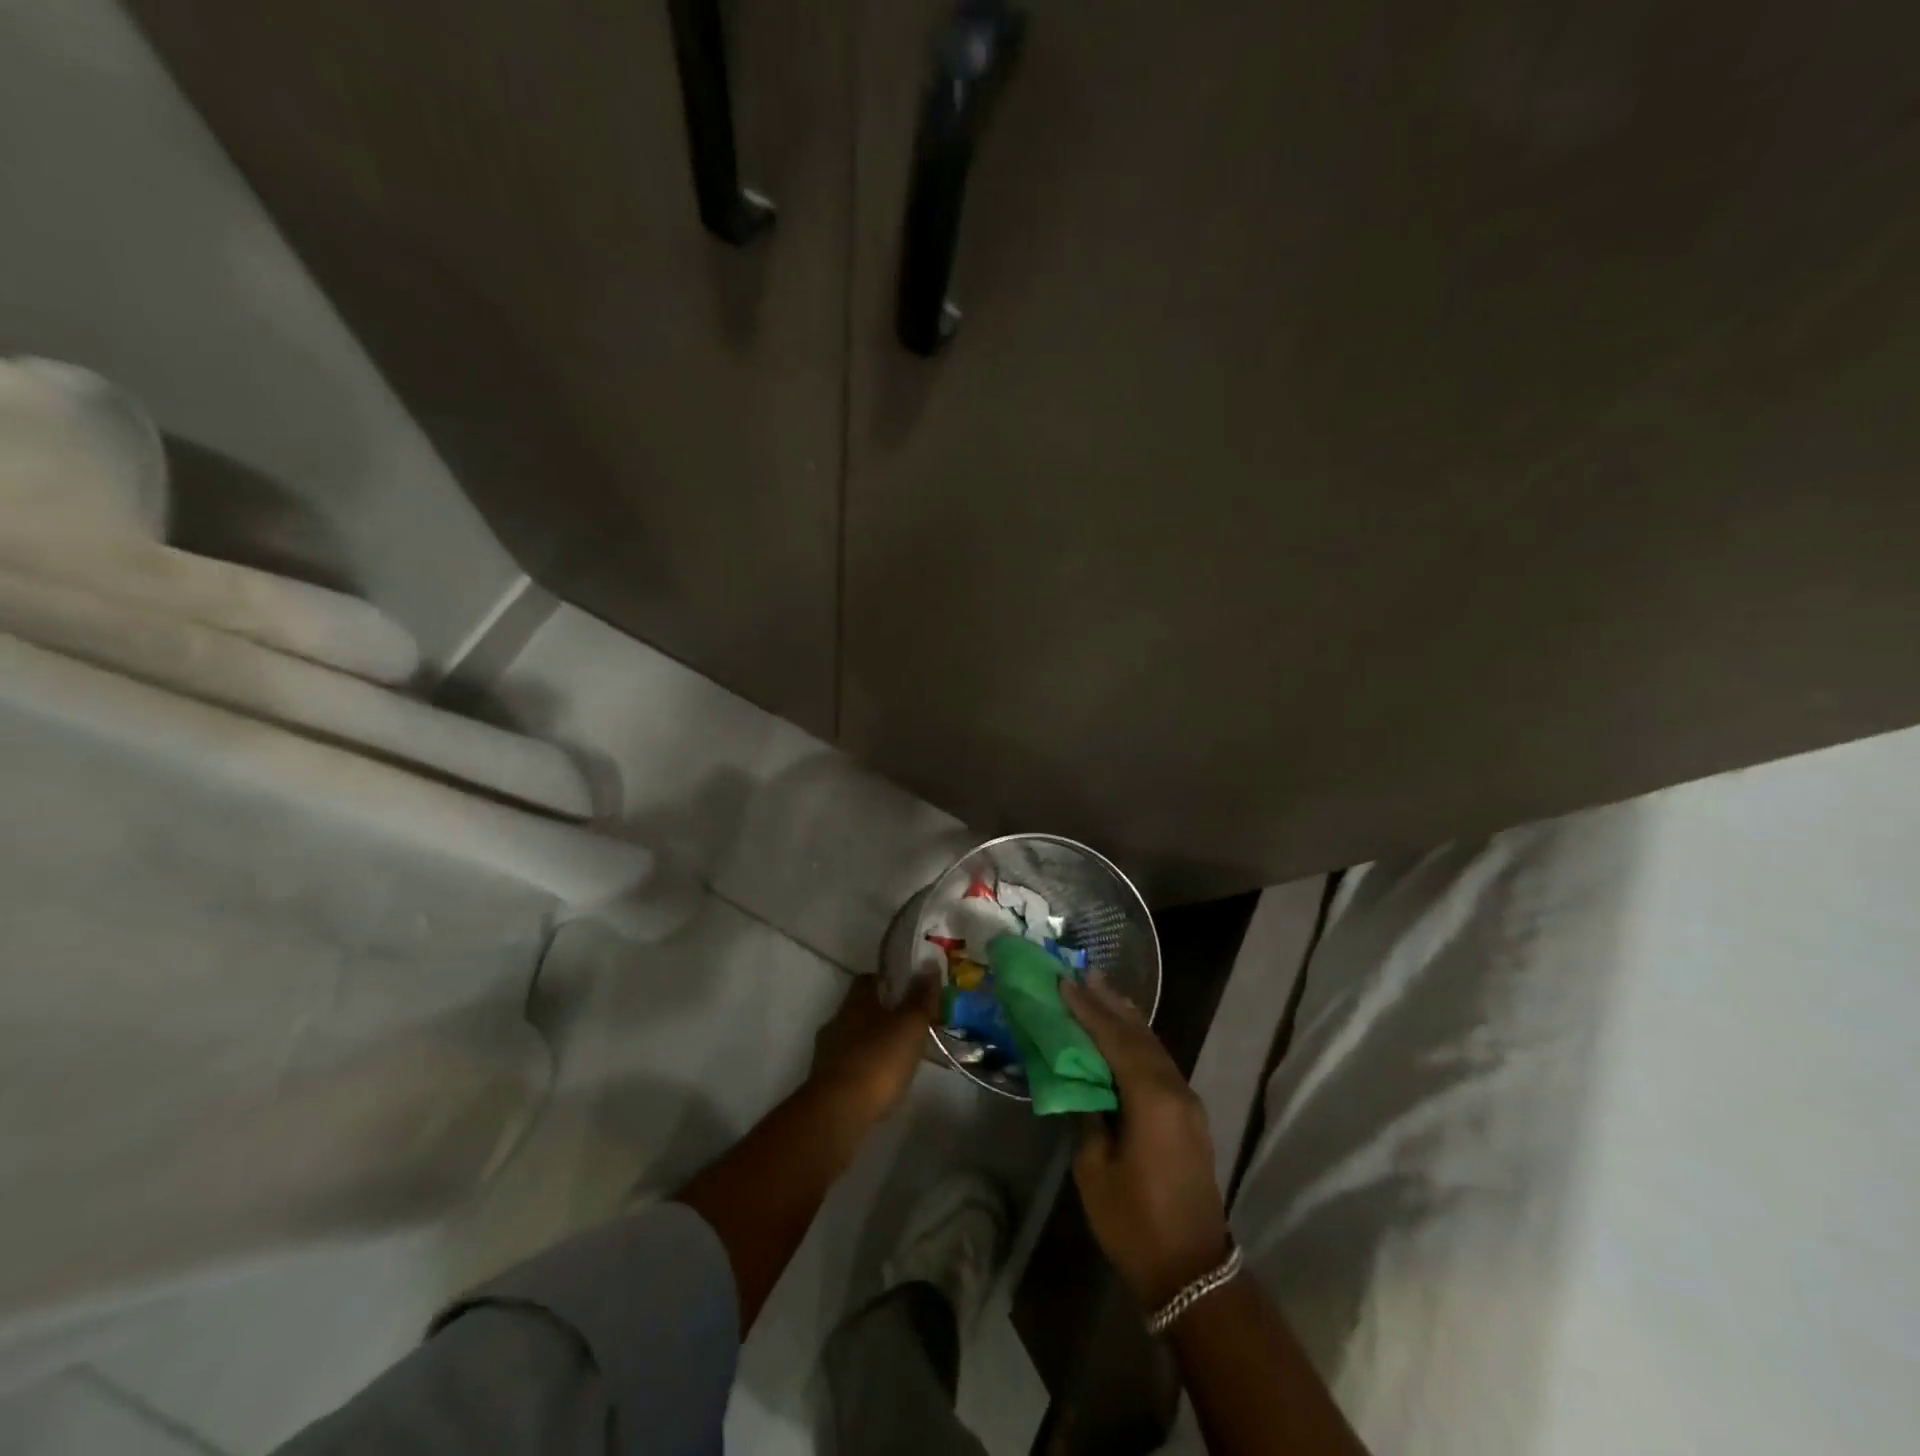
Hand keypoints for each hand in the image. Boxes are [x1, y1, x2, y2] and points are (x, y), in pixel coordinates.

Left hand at [808, 973, 936, 1128]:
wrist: (839, 1111)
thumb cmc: (879, 1059)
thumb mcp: (910, 1025)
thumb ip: (920, 997)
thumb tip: (928, 963)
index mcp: (856, 1001)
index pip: (868, 979)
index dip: (888, 982)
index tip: (908, 991)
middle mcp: (837, 1020)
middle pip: (860, 1009)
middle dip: (881, 1015)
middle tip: (908, 1027)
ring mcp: (826, 1052)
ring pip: (853, 1038)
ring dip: (871, 1044)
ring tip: (897, 1058)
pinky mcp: (823, 1082)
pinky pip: (848, 1066)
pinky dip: (863, 1069)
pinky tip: (880, 1083)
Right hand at [1061, 975, 1231, 1311]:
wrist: (1193, 1272)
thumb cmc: (1135, 1223)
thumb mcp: (1094, 1170)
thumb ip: (1086, 1116)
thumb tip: (1079, 1085)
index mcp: (1151, 1098)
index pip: (1115, 1039)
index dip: (1088, 1009)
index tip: (1065, 982)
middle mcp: (1175, 1089)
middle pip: (1139, 1034)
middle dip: (1110, 1003)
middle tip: (1084, 974)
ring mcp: (1187, 1101)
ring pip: (1154, 1045)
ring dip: (1126, 1017)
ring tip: (1101, 990)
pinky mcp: (1189, 1115)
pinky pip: (1160, 1062)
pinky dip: (1138, 1040)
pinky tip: (1124, 1033)